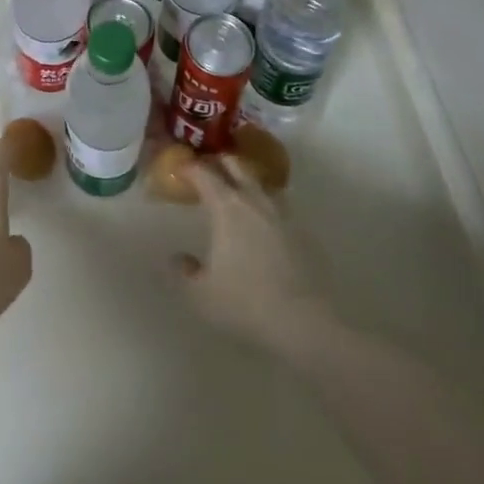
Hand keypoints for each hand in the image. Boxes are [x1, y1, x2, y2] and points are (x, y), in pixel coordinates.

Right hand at [177, 154, 330, 351]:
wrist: (305, 321)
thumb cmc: (247, 303)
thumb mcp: (202, 295)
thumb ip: (185, 273)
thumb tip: (178, 258)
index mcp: (226, 206)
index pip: (204, 173)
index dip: (190, 168)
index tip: (181, 169)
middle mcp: (254, 198)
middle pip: (235, 164)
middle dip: (219, 162)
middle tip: (208, 171)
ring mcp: (282, 211)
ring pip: (260, 181)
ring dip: (245, 180)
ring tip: (237, 192)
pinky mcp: (302, 229)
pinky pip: (279, 204)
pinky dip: (266, 204)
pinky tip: (264, 222)